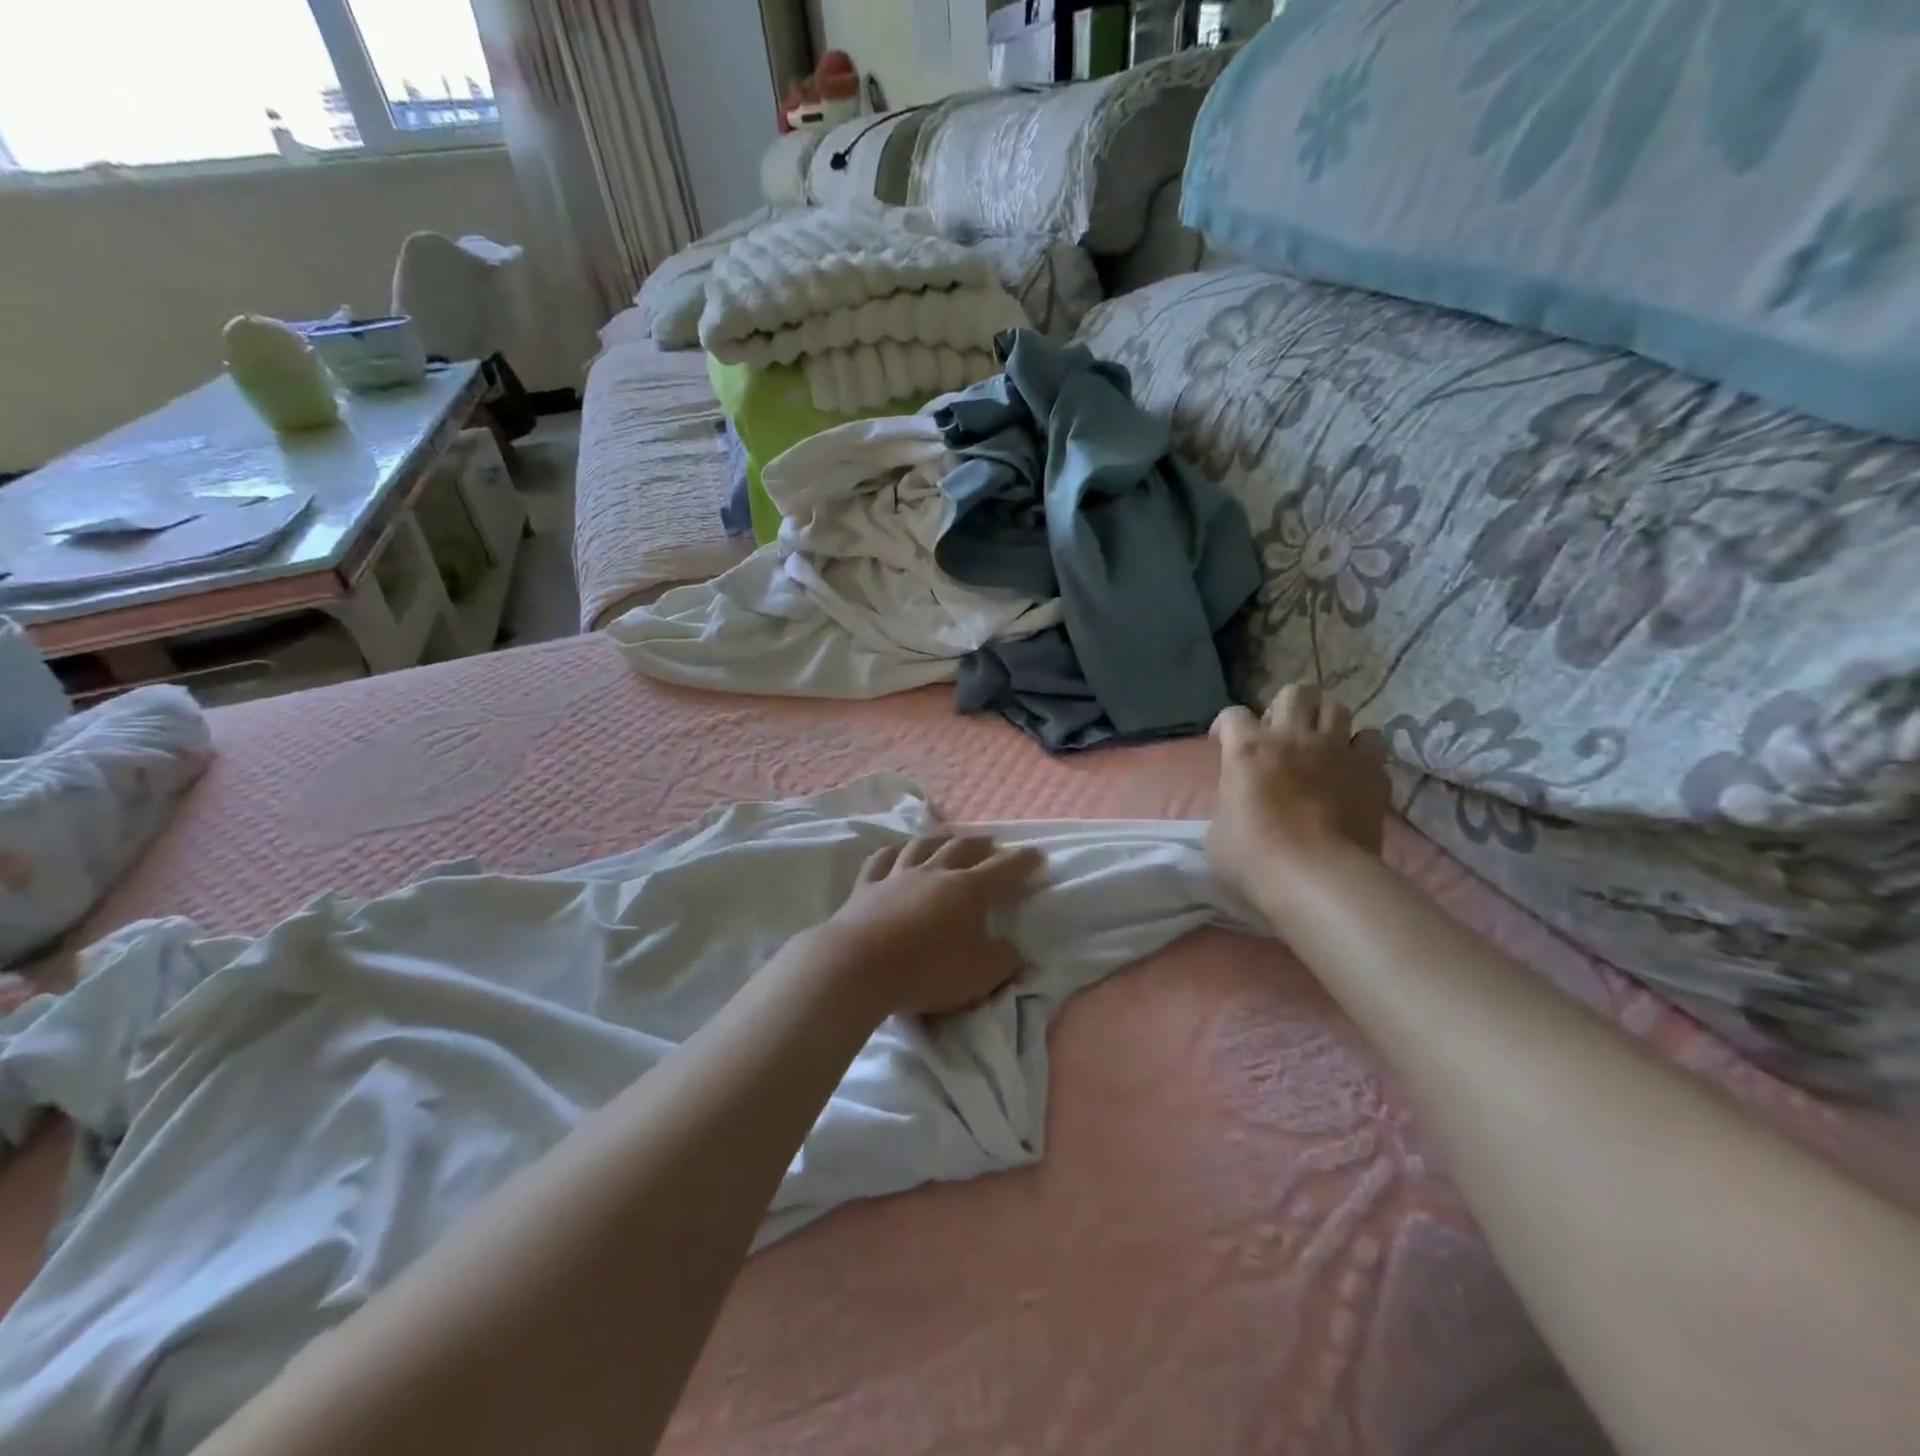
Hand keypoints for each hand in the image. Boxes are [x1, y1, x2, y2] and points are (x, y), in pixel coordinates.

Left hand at [818, 833, 1044, 1017]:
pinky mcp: (866, 887)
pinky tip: (895, 852)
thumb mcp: (980, 975)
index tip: (1036, 854)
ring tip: (948, 837)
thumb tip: (1014, 951)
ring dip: (939, 839)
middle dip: (981, 844)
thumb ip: (1003, 961)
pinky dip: (892, 853)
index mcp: (968, 890)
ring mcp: (897, 876)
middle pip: (962, 848)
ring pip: (922, 846)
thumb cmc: (928, 970)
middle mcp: (935, 873)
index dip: (1022, 861)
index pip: (1003, 869)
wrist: (860, 966)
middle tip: (992, 842)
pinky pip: (881, 860)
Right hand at [1207, 685, 1389, 903]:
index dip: (1225, 726)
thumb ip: (1227, 803)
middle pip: (1295, 692)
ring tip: (1318, 744)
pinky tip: (1351, 768)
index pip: (1232, 715)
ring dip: (1324, 721)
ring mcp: (1336, 751)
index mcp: (1247, 749)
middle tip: (1278, 735)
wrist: (1317, 879)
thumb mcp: (1217, 832)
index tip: (1223, 743)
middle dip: (1284, 707)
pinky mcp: (1370, 771)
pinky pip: (1371, 741)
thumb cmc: (1254, 859)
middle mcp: (1292, 738)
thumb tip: (1238, 802)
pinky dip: (1360, 750)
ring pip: (1336, 708)